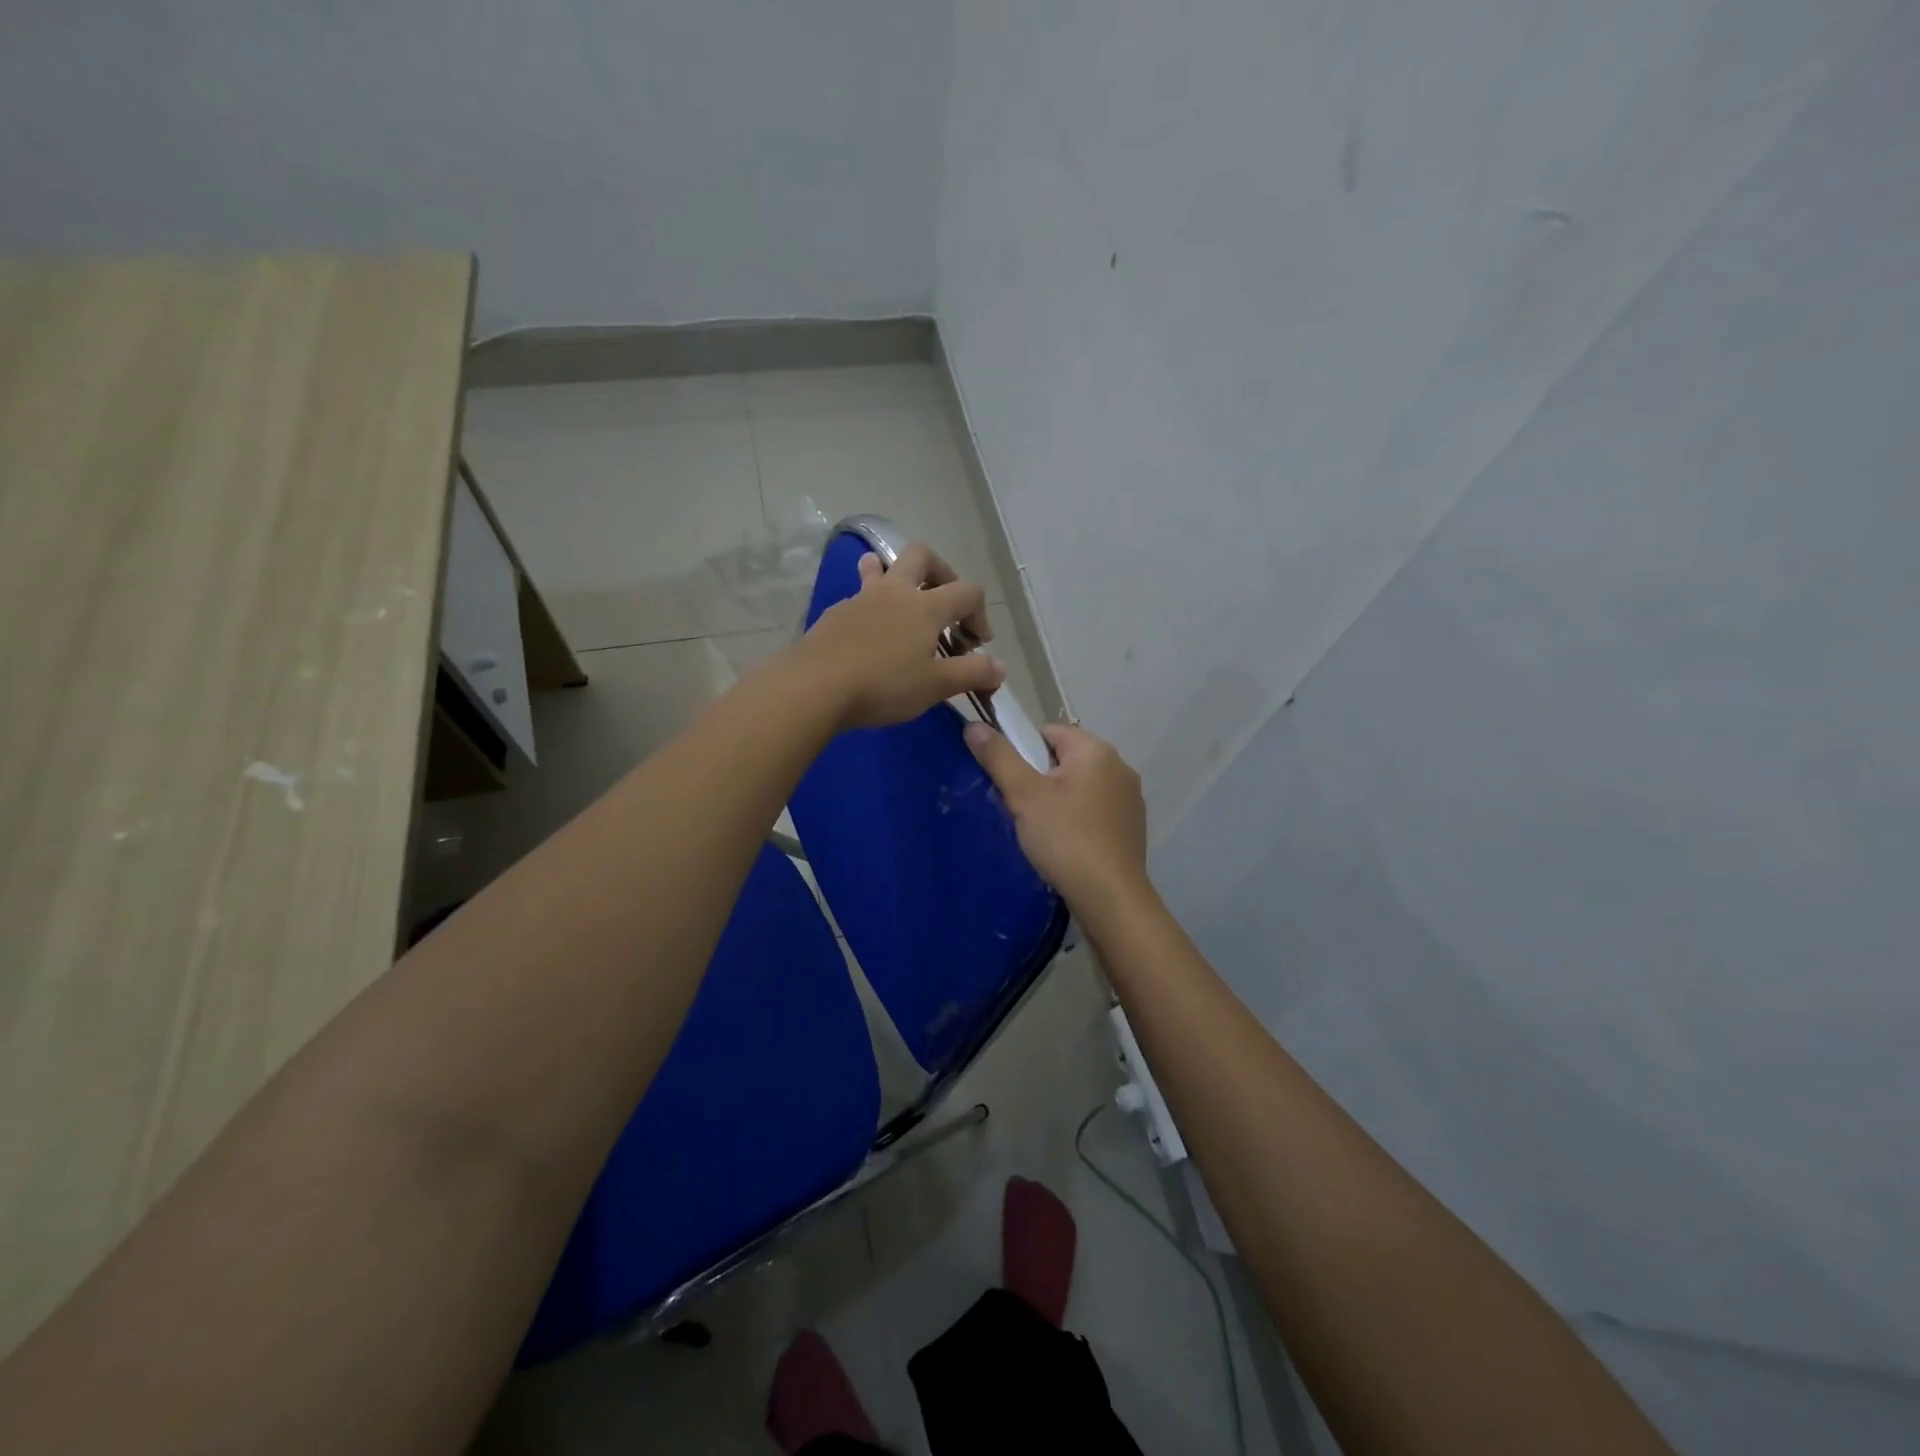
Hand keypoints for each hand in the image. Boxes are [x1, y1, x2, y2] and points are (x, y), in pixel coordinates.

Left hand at [791, 543, 1004, 729]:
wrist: (814, 687)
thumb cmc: (883, 685)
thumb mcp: (935, 686)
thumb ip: (972, 673)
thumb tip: (1000, 667)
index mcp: (925, 606)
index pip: (968, 592)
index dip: (980, 614)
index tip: (976, 645)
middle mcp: (894, 592)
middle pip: (922, 556)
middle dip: (941, 572)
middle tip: (944, 602)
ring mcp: (860, 599)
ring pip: (881, 568)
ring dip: (896, 577)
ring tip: (901, 600)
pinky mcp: (835, 614)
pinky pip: (859, 597)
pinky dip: (871, 606)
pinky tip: (869, 634)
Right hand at [963, 721, 1151, 916]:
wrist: (1110, 898)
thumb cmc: (1065, 838)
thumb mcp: (1024, 795)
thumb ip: (998, 757)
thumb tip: (973, 725)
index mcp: (1097, 750)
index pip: (1049, 732)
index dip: (1023, 752)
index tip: (1011, 783)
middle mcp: (1120, 767)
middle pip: (1065, 759)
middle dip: (1040, 779)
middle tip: (1021, 809)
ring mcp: (1130, 799)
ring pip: (1080, 787)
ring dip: (1058, 801)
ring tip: (1040, 831)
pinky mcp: (1132, 827)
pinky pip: (1095, 811)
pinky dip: (1077, 820)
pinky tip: (1065, 846)